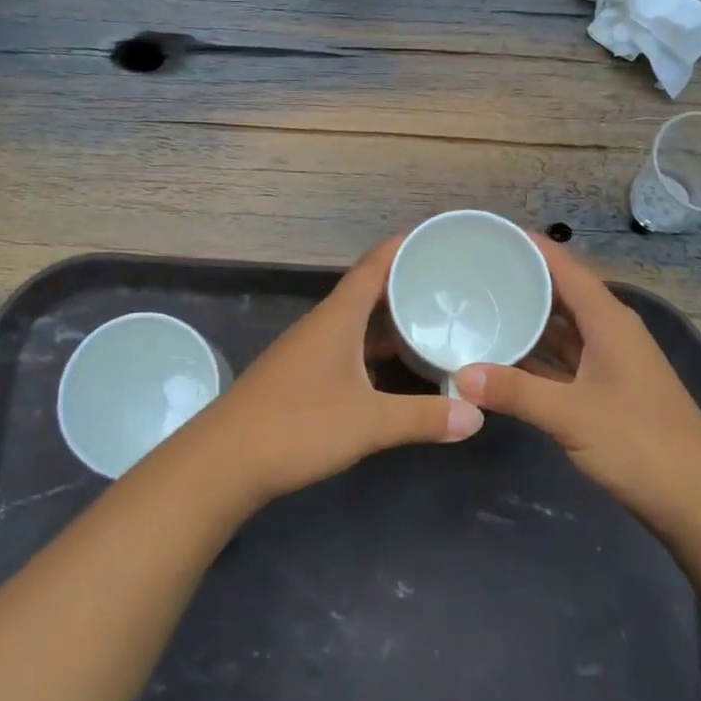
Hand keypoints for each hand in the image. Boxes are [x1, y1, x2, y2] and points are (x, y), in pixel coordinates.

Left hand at [185, 236, 484, 506]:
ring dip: (387, 318)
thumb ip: (423, 417)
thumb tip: (477, 416)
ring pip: (354, 322)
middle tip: (447, 283)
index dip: (403, 247)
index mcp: (337, 317)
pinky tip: (391, 369)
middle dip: (403, 283)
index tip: (437, 238)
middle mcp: (321, 325)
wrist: (223, 462)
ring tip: (428, 320)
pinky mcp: (298, 377)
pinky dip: (370, 349)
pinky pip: (344, 348)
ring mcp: (306, 351)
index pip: (373, 266)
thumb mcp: (369, 423)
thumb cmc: (298, 426)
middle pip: (366, 291)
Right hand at [455, 240, 700, 527]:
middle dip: (520, 281)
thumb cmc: (640, 444)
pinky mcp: (604, 392)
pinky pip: (561, 361)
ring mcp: (608, 363)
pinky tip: (501, 359)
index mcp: (609, 321)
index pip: (565, 267)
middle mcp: (609, 333)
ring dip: (525, 321)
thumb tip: (461, 374)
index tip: (489, 233)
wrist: (698, 501)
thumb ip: (516, 392)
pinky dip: (534, 358)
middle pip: (560, 294)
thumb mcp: (572, 415)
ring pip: (560, 330)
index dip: (530, 247)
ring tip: (478, 308)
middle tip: (471, 272)